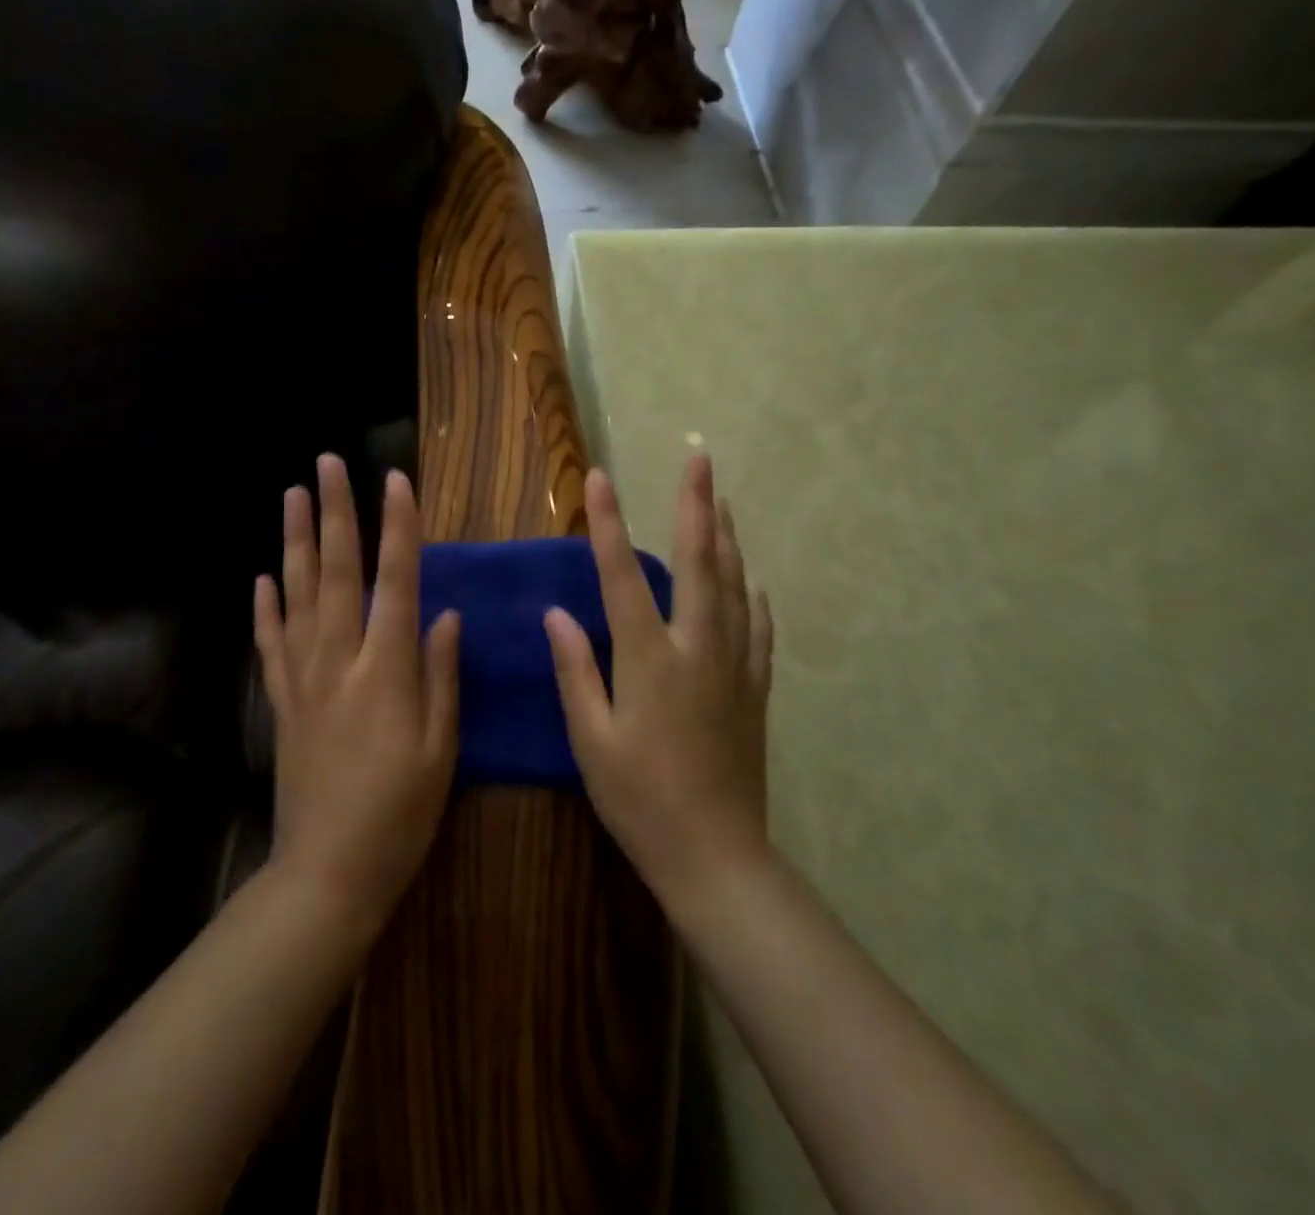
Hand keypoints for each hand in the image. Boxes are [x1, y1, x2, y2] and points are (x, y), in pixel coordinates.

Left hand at [254, 455, 460, 925]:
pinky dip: (265, 606)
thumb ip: (442, 676)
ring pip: (296, 595)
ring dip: (295, 541)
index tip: (396, 480)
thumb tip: (446, 614)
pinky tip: (262, 577)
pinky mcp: (282, 701)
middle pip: (337, 572)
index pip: (395, 581)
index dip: (398, 528)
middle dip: (335, 513)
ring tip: (292, 496)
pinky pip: (270, 642)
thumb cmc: (399, 813)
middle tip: (327, 463)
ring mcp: (303, 678)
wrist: (327, 872)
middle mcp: (339, 660)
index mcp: (386, 670)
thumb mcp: (440, 749)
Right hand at [544, 455, 773, 904]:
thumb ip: (576, 669)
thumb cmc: (639, 799)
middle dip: (696, 506)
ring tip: (723, 501)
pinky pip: (758, 630)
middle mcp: (697, 649)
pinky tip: (752, 583)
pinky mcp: (754, 690)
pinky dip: (752, 598)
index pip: (622, 575)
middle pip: (699, 563)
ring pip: (734, 587)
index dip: (608, 523)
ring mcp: (733, 667)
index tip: (600, 478)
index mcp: (649, 659)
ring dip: (727, 539)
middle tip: (699, 459)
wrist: (715, 855)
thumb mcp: (591, 738)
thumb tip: (556, 613)